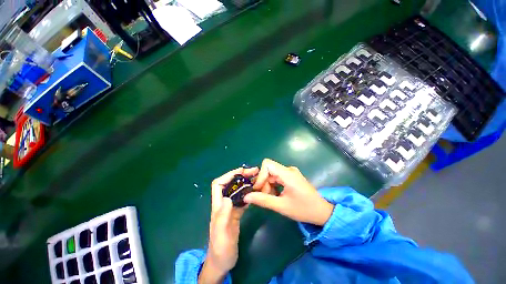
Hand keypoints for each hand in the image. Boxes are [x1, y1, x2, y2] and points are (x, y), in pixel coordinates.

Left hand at [199, 167, 258, 283]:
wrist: (223, 262)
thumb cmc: (220, 248)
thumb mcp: (221, 233)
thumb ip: (223, 216)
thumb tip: (228, 198)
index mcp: (218, 206)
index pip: (218, 184)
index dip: (228, 175)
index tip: (241, 171)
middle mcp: (224, 204)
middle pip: (230, 184)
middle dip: (240, 176)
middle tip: (254, 172)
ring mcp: (231, 208)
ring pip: (237, 190)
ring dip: (246, 183)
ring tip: (257, 178)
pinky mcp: (236, 213)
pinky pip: (243, 199)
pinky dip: (249, 193)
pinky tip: (256, 191)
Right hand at [244, 159, 333, 225]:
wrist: (322, 212)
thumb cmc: (304, 209)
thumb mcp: (282, 206)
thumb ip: (263, 200)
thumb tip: (246, 197)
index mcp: (288, 174)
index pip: (267, 164)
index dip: (260, 175)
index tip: (258, 189)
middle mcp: (288, 170)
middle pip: (269, 170)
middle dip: (264, 183)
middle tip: (264, 197)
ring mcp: (290, 172)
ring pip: (272, 174)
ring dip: (268, 185)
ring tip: (271, 198)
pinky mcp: (291, 177)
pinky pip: (277, 177)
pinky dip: (273, 185)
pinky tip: (276, 195)